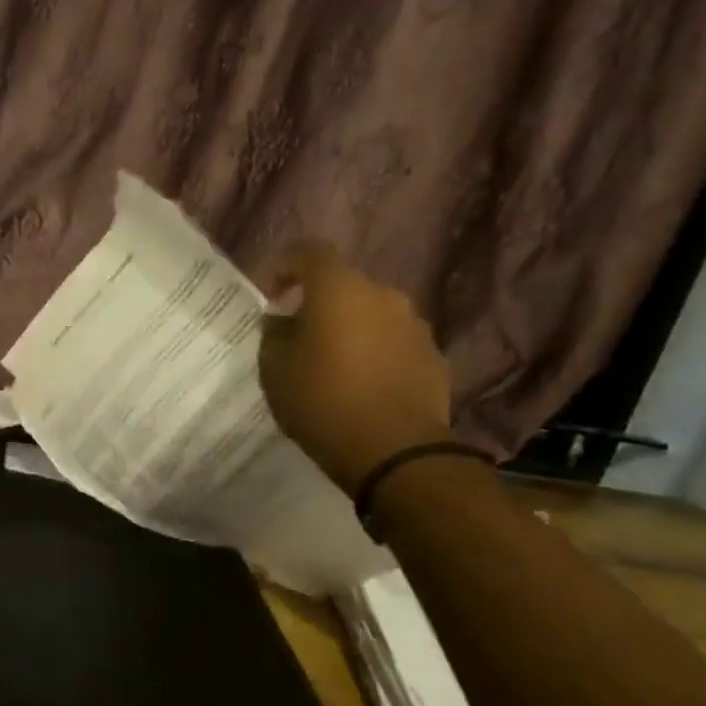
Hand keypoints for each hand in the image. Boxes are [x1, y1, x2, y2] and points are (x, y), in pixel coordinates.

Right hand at [258, 243, 453, 493]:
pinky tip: (364, 386)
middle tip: (300, 337)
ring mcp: (414, 325)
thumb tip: (281, 320)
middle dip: (320, 305)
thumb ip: (273, 335)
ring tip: (334, 366)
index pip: (310, 253)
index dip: (286, 266)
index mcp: (339, 290)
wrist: (395, 452)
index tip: (273, 294)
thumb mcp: (275, 371)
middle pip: (344, 286)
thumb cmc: (323, 403)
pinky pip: (394, 343)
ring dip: (351, 330)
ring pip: (372, 315)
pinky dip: (376, 353)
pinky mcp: (432, 355)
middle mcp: (382, 295)